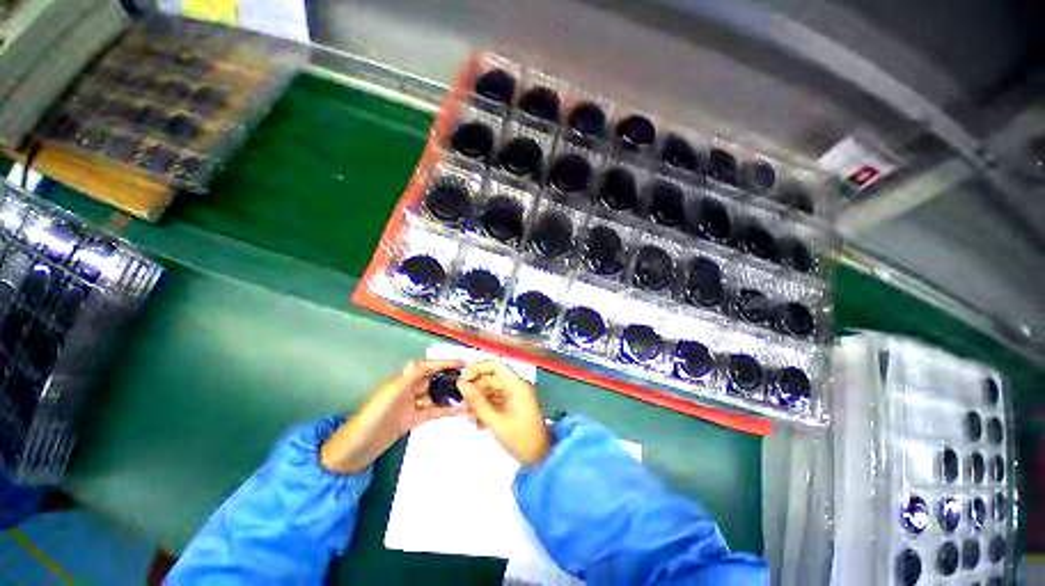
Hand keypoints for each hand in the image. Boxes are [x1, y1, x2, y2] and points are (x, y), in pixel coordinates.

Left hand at [320, 359, 464, 472]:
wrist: (355, 450)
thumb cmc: (371, 420)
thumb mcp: (388, 398)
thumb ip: (404, 381)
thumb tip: (418, 361)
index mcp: (402, 382)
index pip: (427, 368)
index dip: (444, 364)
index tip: (463, 363)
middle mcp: (408, 390)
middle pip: (434, 380)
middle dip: (451, 378)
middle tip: (472, 379)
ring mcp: (411, 405)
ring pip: (436, 396)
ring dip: (451, 395)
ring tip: (470, 395)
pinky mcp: (413, 419)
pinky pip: (433, 411)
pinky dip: (446, 410)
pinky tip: (460, 410)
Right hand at [457, 361, 550, 466]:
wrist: (539, 458)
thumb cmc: (520, 439)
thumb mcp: (495, 421)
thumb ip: (477, 402)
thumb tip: (460, 384)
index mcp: (517, 385)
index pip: (496, 366)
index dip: (478, 369)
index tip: (462, 379)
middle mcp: (516, 387)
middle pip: (491, 379)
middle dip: (475, 390)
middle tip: (462, 405)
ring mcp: (514, 397)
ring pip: (491, 391)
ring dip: (478, 402)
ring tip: (469, 417)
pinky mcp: (512, 407)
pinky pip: (495, 401)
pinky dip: (485, 409)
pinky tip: (477, 423)